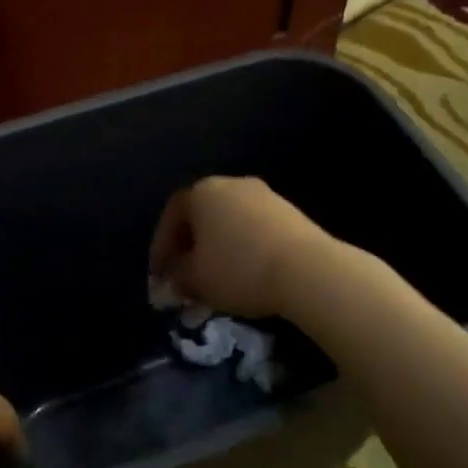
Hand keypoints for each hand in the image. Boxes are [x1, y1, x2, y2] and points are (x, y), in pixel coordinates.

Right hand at [148, 176, 331, 320]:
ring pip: (230, 224)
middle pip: (202, 216)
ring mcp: (265, 196)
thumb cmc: (238, 270)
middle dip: (190, 249)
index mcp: (202, 192)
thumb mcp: (196, 281)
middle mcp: (232, 185)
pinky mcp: (291, 213)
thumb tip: (172, 282)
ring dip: (218, 250)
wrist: (307, 270)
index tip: (160, 276)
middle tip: (185, 278)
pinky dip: (244, 250)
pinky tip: (246, 275)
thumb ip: (177, 279)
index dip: (161, 247)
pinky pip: (255, 230)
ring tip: (216, 282)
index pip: (172, 215)